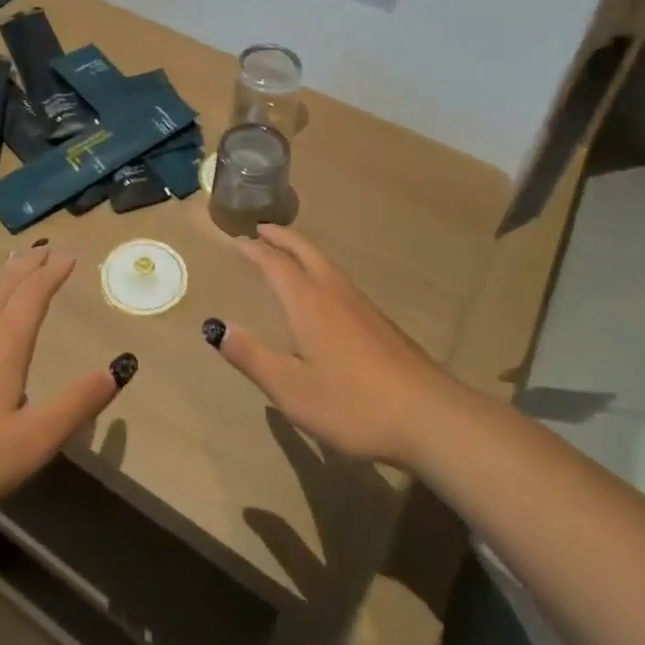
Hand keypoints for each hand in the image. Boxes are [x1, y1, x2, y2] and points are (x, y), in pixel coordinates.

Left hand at [0, 244, 133, 521]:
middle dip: (26, 267)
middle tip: (42, 249)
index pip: (33, 295)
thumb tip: (117, 369)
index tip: (67, 256)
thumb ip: (76, 404)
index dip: (52, 273)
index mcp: (3, 344)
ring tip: (10, 275)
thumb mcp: (33, 440)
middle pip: (3, 288)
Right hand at [207, 225, 459, 468]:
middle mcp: (334, 293)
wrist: (429, 416)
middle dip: (282, 237)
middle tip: (263, 229)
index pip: (275, 264)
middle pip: (305, 251)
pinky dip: (321, 269)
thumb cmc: (353, 403)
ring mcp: (362, 305)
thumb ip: (252, 356)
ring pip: (326, 263)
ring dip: (303, 250)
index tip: (238, 241)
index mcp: (308, 303)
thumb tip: (216, 326)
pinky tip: (325, 291)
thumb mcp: (291, 389)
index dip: (255, 251)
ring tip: (289, 251)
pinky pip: (340, 279)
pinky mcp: (380, 322)